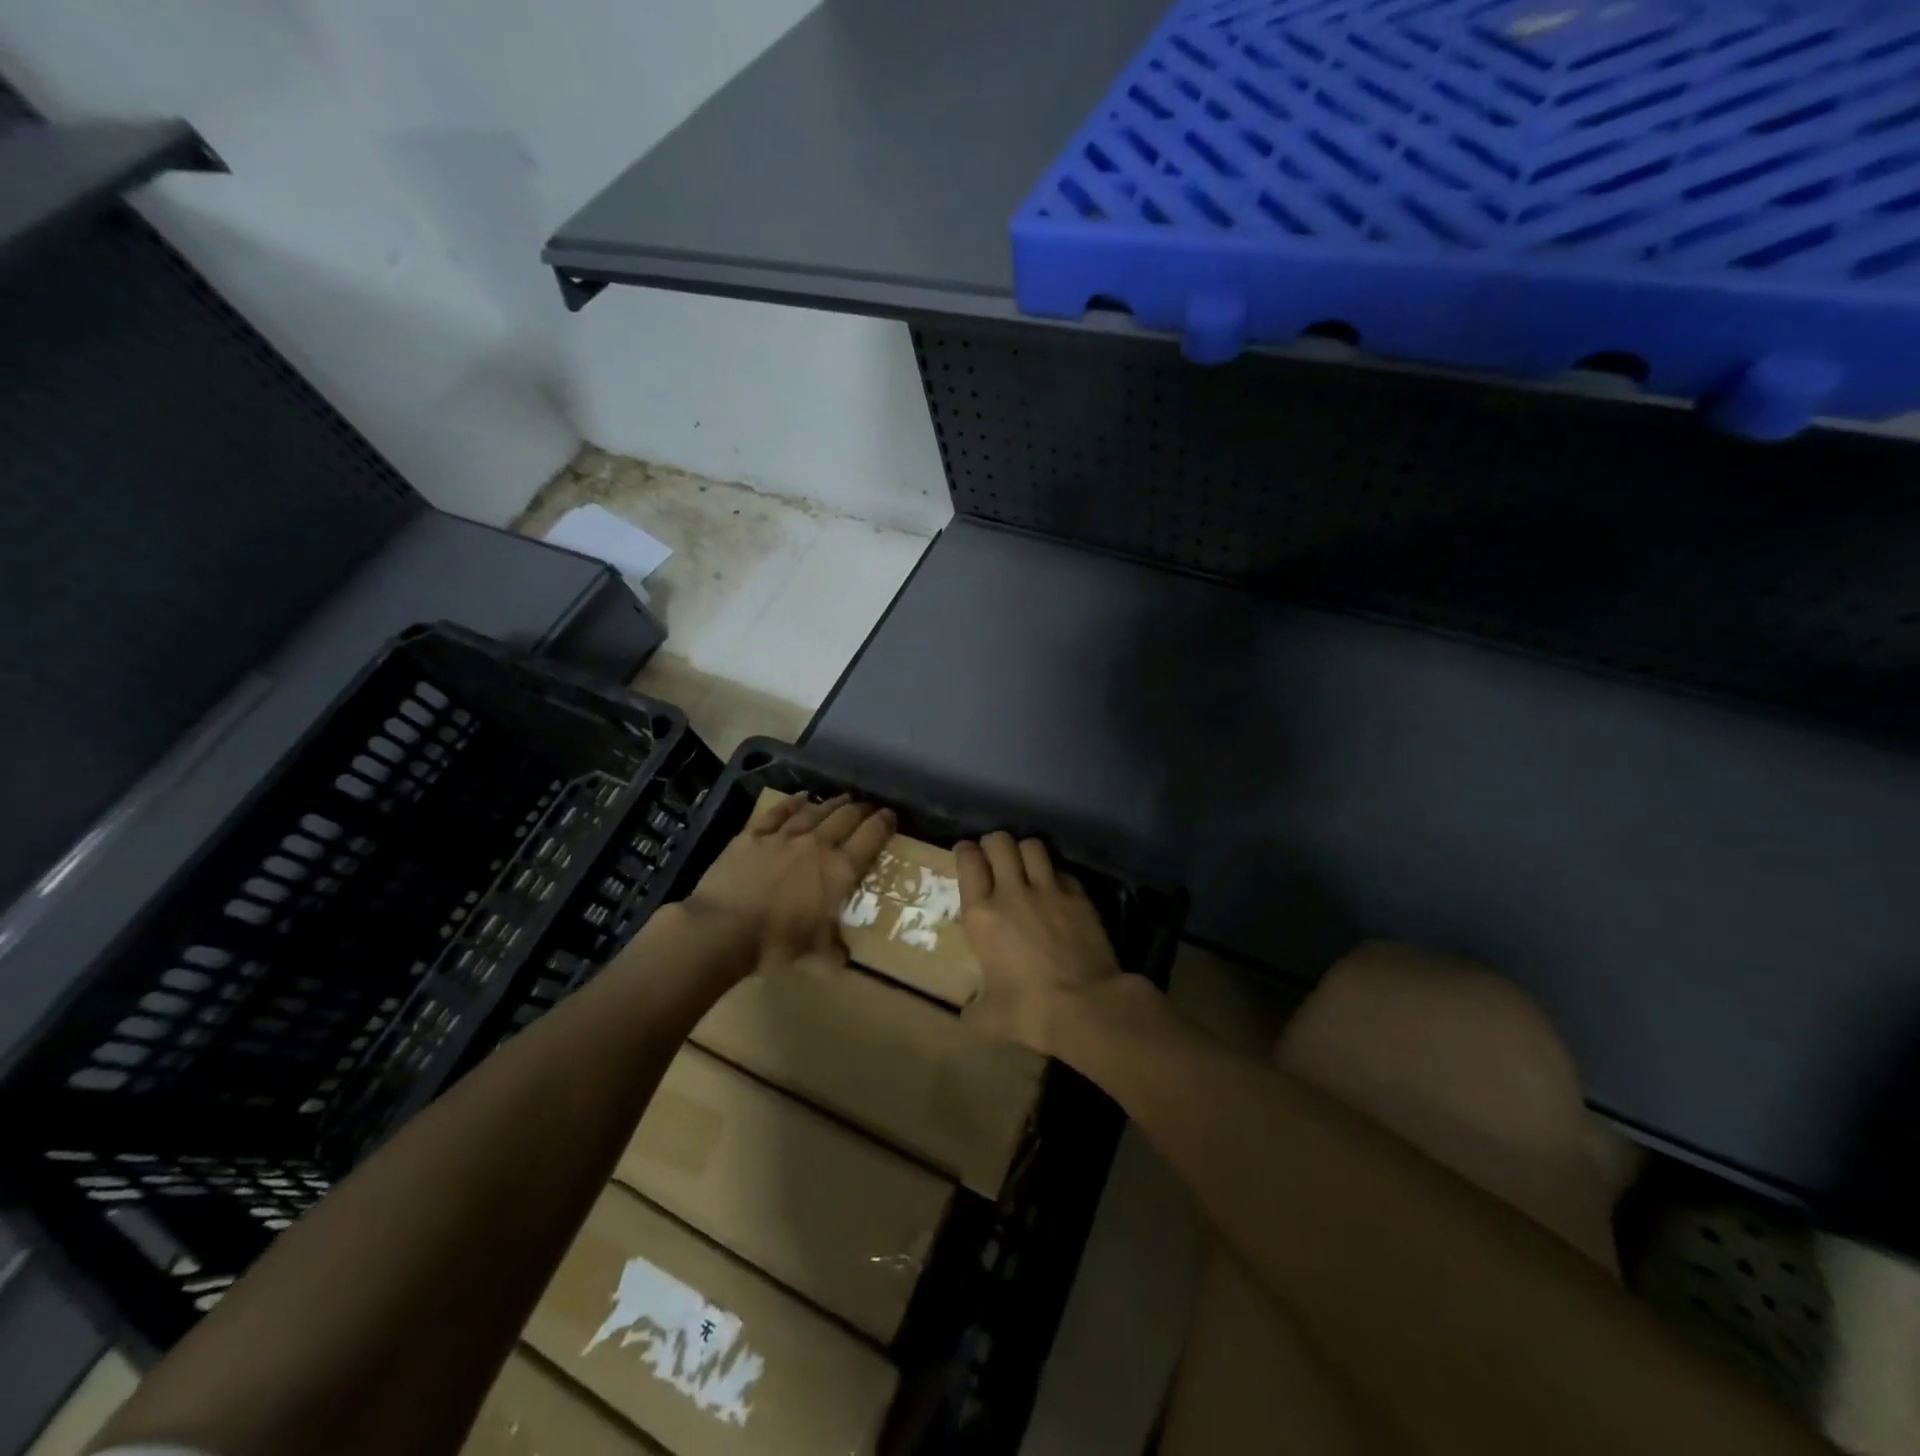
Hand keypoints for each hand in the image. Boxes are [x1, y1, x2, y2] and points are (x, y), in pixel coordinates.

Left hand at [684, 793, 894, 979]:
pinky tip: (801, 796)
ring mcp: (784, 836)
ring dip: (832, 803)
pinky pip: (778, 812)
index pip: (870, 839)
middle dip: (861, 809)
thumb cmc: (776, 943)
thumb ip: (834, 952)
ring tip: (843, 798)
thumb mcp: (815, 955)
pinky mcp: (754, 835)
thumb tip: (842, 958)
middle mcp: (817, 845)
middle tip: (868, 807)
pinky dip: (793, 802)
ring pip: (815, 811)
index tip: (890, 816)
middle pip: (845, 818)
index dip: (884, 824)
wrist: (724, 928)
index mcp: (839, 871)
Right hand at [955, 831, 1124, 1053]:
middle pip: (1000, 842)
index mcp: (982, 915)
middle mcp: (1012, 892)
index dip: (966, 851)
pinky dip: (1055, 873)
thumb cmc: (1029, 1011)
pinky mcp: (1079, 895)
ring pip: (1033, 845)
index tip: (967, 854)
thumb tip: (970, 1013)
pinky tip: (1056, 887)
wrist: (1086, 1007)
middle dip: (994, 843)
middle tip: (994, 856)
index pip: (968, 861)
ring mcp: (1049, 889)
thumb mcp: (988, 1018)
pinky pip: (1062, 870)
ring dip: (1025, 850)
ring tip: (1025, 863)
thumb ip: (973, 1008)